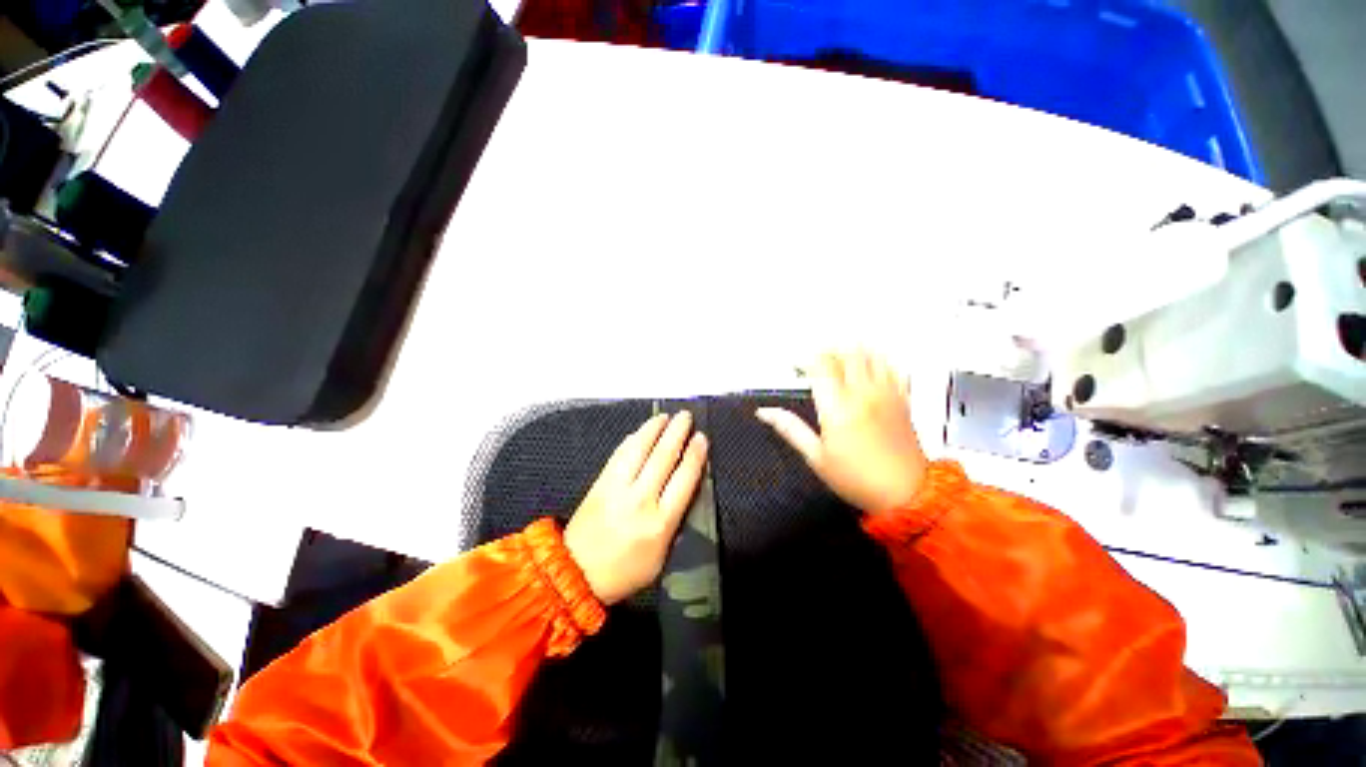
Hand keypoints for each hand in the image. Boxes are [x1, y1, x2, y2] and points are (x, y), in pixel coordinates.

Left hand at [564, 412, 708, 604]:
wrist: (575, 573)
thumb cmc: (625, 570)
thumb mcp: (660, 556)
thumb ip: (673, 521)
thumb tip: (681, 488)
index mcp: (661, 522)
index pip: (684, 479)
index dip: (695, 455)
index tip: (701, 438)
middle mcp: (641, 500)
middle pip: (663, 457)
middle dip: (677, 433)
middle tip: (685, 416)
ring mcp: (617, 488)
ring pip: (639, 450)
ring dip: (653, 429)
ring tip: (664, 416)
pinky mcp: (600, 483)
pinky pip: (619, 455)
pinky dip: (631, 440)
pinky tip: (640, 432)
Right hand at [756, 351, 927, 513]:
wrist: (906, 495)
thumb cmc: (857, 479)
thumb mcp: (816, 457)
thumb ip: (790, 429)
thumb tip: (766, 412)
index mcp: (838, 408)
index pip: (820, 365)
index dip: (805, 359)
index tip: (796, 365)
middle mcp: (862, 394)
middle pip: (847, 353)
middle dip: (828, 350)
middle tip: (816, 361)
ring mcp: (886, 394)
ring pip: (872, 355)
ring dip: (853, 352)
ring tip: (841, 360)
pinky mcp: (902, 400)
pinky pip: (894, 368)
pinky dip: (880, 361)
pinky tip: (871, 368)